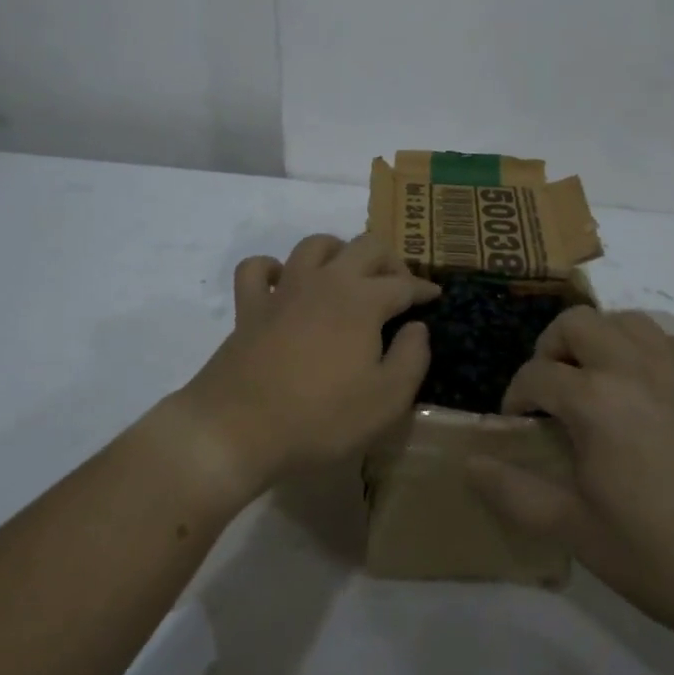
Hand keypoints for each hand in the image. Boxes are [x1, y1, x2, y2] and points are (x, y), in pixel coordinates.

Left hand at [162, 233, 438, 506]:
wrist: (238, 430)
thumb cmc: (321, 418)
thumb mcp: (387, 400)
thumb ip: (412, 358)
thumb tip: (418, 327)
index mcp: (362, 300)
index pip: (402, 283)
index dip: (423, 288)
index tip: (435, 297)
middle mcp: (325, 281)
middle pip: (365, 246)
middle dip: (389, 259)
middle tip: (399, 284)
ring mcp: (284, 290)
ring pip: (315, 245)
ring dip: (338, 251)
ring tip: (348, 274)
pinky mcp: (249, 307)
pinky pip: (258, 268)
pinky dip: (273, 268)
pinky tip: (283, 283)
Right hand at [469, 307, 673, 652]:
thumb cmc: (661, 559)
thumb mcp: (576, 532)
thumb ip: (514, 492)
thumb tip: (471, 464)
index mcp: (597, 401)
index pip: (537, 375)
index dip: (516, 397)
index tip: (516, 424)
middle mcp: (635, 367)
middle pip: (576, 324)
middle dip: (551, 350)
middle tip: (551, 393)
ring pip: (624, 321)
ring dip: (597, 341)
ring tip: (595, 384)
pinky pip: (665, 340)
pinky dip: (642, 349)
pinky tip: (643, 392)